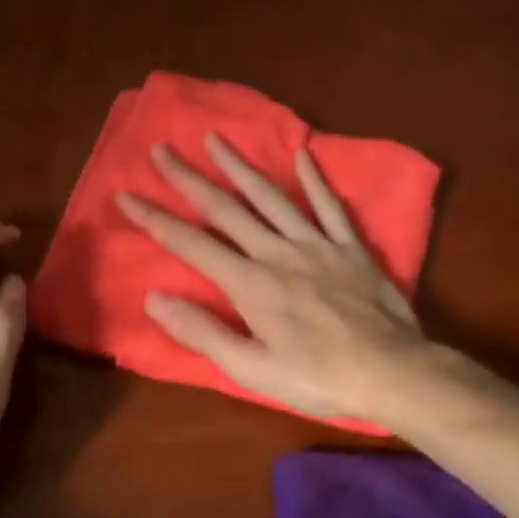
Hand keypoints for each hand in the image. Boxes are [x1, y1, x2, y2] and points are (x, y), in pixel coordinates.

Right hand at [116, 135, 425, 423]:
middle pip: (225, 209)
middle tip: (162, 149)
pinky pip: (329, 206)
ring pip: (271, 197)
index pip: (191, 244)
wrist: (392, 371)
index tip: (126, 194)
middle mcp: (277, 252)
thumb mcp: (252, 370)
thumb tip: (155, 298)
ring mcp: (316, 244)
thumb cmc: (318, 378)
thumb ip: (203, 332)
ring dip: (240, 166)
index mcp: (250, 284)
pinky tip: (302, 154)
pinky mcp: (350, 247)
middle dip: (188, 178)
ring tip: (216, 139)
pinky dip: (315, 179)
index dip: (155, 219)